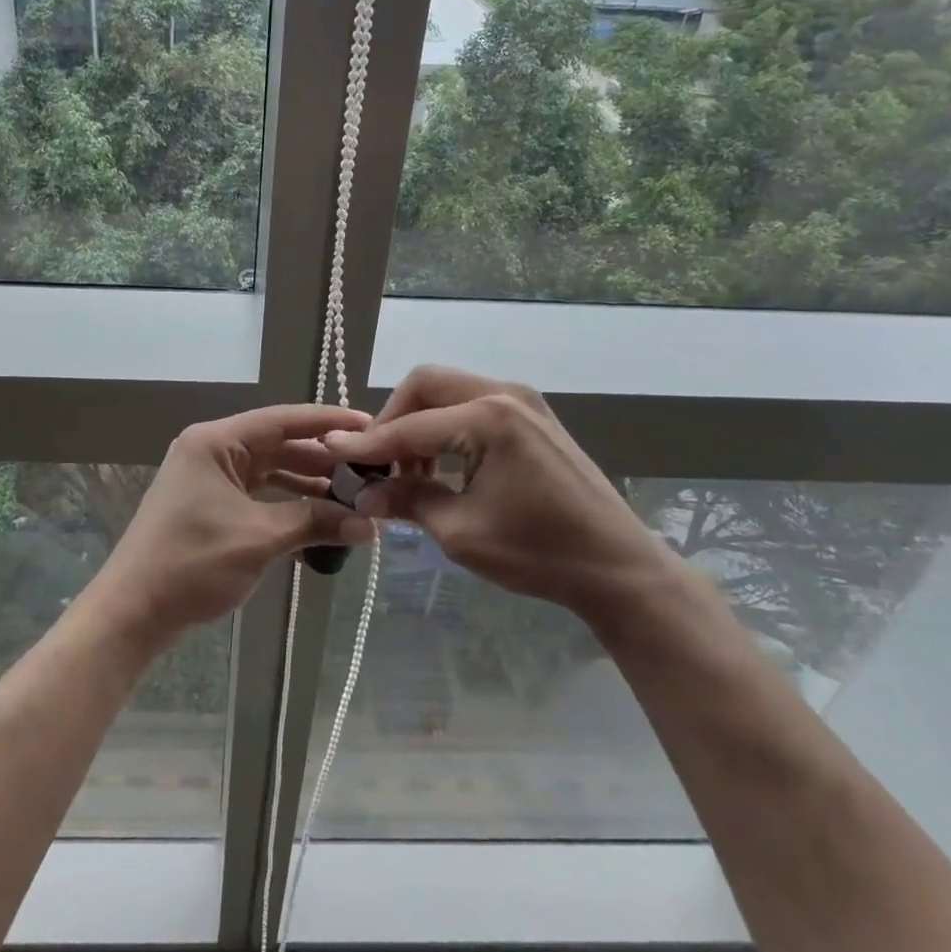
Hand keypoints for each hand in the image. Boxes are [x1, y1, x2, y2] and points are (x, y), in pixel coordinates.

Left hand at [93, 403, 378, 647]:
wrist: (132, 612)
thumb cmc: (192, 563)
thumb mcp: (259, 538)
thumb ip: (314, 522)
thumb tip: (367, 525)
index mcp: (215, 442)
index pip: (282, 420)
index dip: (328, 422)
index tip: (369, 425)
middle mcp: (211, 451)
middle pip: (277, 444)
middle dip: (322, 459)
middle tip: (368, 470)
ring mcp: (207, 479)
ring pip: (269, 471)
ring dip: (306, 484)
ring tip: (351, 497)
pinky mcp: (208, 505)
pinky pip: (256, 494)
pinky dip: (285, 505)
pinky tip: (317, 521)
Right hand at [322, 365, 665, 621]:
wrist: (618, 567)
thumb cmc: (539, 553)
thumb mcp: (461, 532)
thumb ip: (408, 502)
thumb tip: (363, 494)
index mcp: (488, 418)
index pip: (410, 426)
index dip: (368, 444)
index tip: (332, 452)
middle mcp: (504, 393)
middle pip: (426, 384)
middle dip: (393, 419)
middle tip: (378, 462)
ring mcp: (523, 400)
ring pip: (448, 391)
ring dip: (420, 423)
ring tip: (411, 473)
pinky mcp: (533, 415)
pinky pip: (472, 404)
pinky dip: (447, 427)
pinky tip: (443, 466)